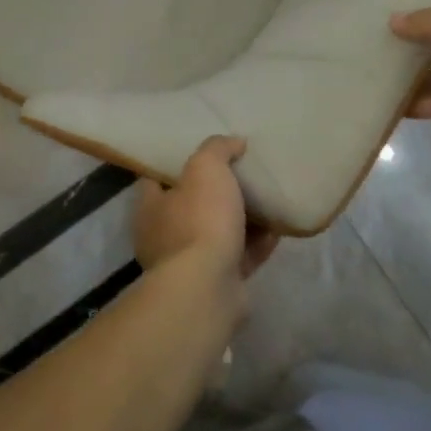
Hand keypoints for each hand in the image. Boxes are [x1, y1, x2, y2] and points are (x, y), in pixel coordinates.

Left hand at [133, 136, 278, 281]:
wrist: (208, 289)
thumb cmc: (199, 220)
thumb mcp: (206, 168)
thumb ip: (217, 148)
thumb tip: (234, 141)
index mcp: (151, 207)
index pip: (159, 176)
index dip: (180, 161)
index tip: (205, 150)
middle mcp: (165, 236)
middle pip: (193, 204)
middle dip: (217, 191)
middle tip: (242, 171)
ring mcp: (190, 264)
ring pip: (218, 232)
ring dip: (242, 218)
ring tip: (266, 197)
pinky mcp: (217, 284)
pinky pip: (240, 256)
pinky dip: (258, 243)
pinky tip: (279, 228)